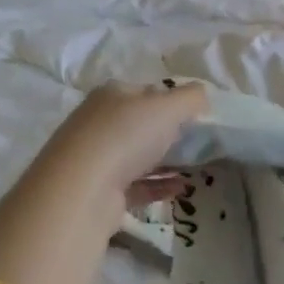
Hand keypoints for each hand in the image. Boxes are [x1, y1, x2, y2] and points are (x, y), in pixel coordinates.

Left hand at [29, 80, 207, 209]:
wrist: (82, 190)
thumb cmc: (125, 137)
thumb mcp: (167, 107)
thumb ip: (191, 98)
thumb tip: (202, 96)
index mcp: (111, 95)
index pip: (146, 92)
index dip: (172, 100)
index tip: (196, 116)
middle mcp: (98, 123)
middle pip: (140, 124)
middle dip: (168, 133)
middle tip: (197, 143)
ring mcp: (96, 158)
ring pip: (137, 156)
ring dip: (165, 161)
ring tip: (194, 168)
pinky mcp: (99, 191)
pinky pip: (135, 185)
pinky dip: (158, 186)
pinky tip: (180, 189)